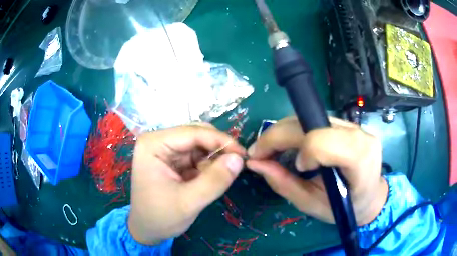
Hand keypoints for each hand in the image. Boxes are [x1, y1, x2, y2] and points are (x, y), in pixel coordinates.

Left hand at [128, 124, 245, 244]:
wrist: (146, 229)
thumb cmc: (160, 217)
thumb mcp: (189, 202)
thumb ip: (215, 180)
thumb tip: (239, 159)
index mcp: (154, 144)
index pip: (193, 132)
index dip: (221, 141)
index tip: (243, 155)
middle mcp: (158, 141)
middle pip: (196, 135)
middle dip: (218, 150)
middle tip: (237, 165)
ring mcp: (165, 150)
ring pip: (199, 145)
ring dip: (214, 159)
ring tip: (220, 178)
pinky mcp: (172, 160)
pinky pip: (196, 156)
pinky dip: (208, 166)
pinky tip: (209, 179)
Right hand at [246, 117, 387, 225]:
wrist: (370, 195)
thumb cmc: (345, 208)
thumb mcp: (312, 205)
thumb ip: (284, 184)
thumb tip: (254, 163)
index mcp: (359, 159)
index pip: (323, 140)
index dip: (304, 151)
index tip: (296, 167)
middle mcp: (358, 134)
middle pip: (309, 123)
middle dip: (276, 136)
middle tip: (258, 154)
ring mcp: (352, 125)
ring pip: (307, 117)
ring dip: (283, 132)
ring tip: (271, 150)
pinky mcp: (345, 122)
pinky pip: (313, 120)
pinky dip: (294, 131)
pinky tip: (289, 145)